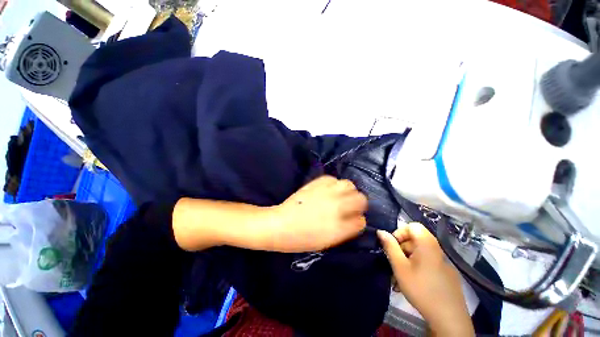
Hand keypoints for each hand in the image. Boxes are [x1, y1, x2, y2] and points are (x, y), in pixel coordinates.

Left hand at [269, 175, 367, 252]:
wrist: (280, 224)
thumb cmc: (302, 238)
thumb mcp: (327, 242)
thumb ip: (345, 230)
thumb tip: (355, 220)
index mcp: (340, 227)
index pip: (361, 221)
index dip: (358, 220)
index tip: (353, 220)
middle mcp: (337, 207)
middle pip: (361, 199)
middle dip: (358, 203)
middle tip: (349, 206)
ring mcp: (327, 193)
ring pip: (349, 185)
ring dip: (347, 191)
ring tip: (340, 195)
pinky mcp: (317, 183)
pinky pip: (333, 179)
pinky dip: (333, 184)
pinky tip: (328, 190)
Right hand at [377, 223, 473, 336]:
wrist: (449, 317)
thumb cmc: (421, 288)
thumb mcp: (400, 267)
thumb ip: (390, 247)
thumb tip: (380, 231)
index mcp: (427, 244)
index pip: (412, 226)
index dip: (400, 232)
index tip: (394, 247)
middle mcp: (437, 249)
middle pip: (416, 239)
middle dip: (402, 248)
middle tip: (396, 263)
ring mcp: (443, 261)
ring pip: (421, 251)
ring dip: (408, 258)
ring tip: (402, 275)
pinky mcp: (447, 272)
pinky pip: (429, 261)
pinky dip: (418, 266)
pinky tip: (414, 281)